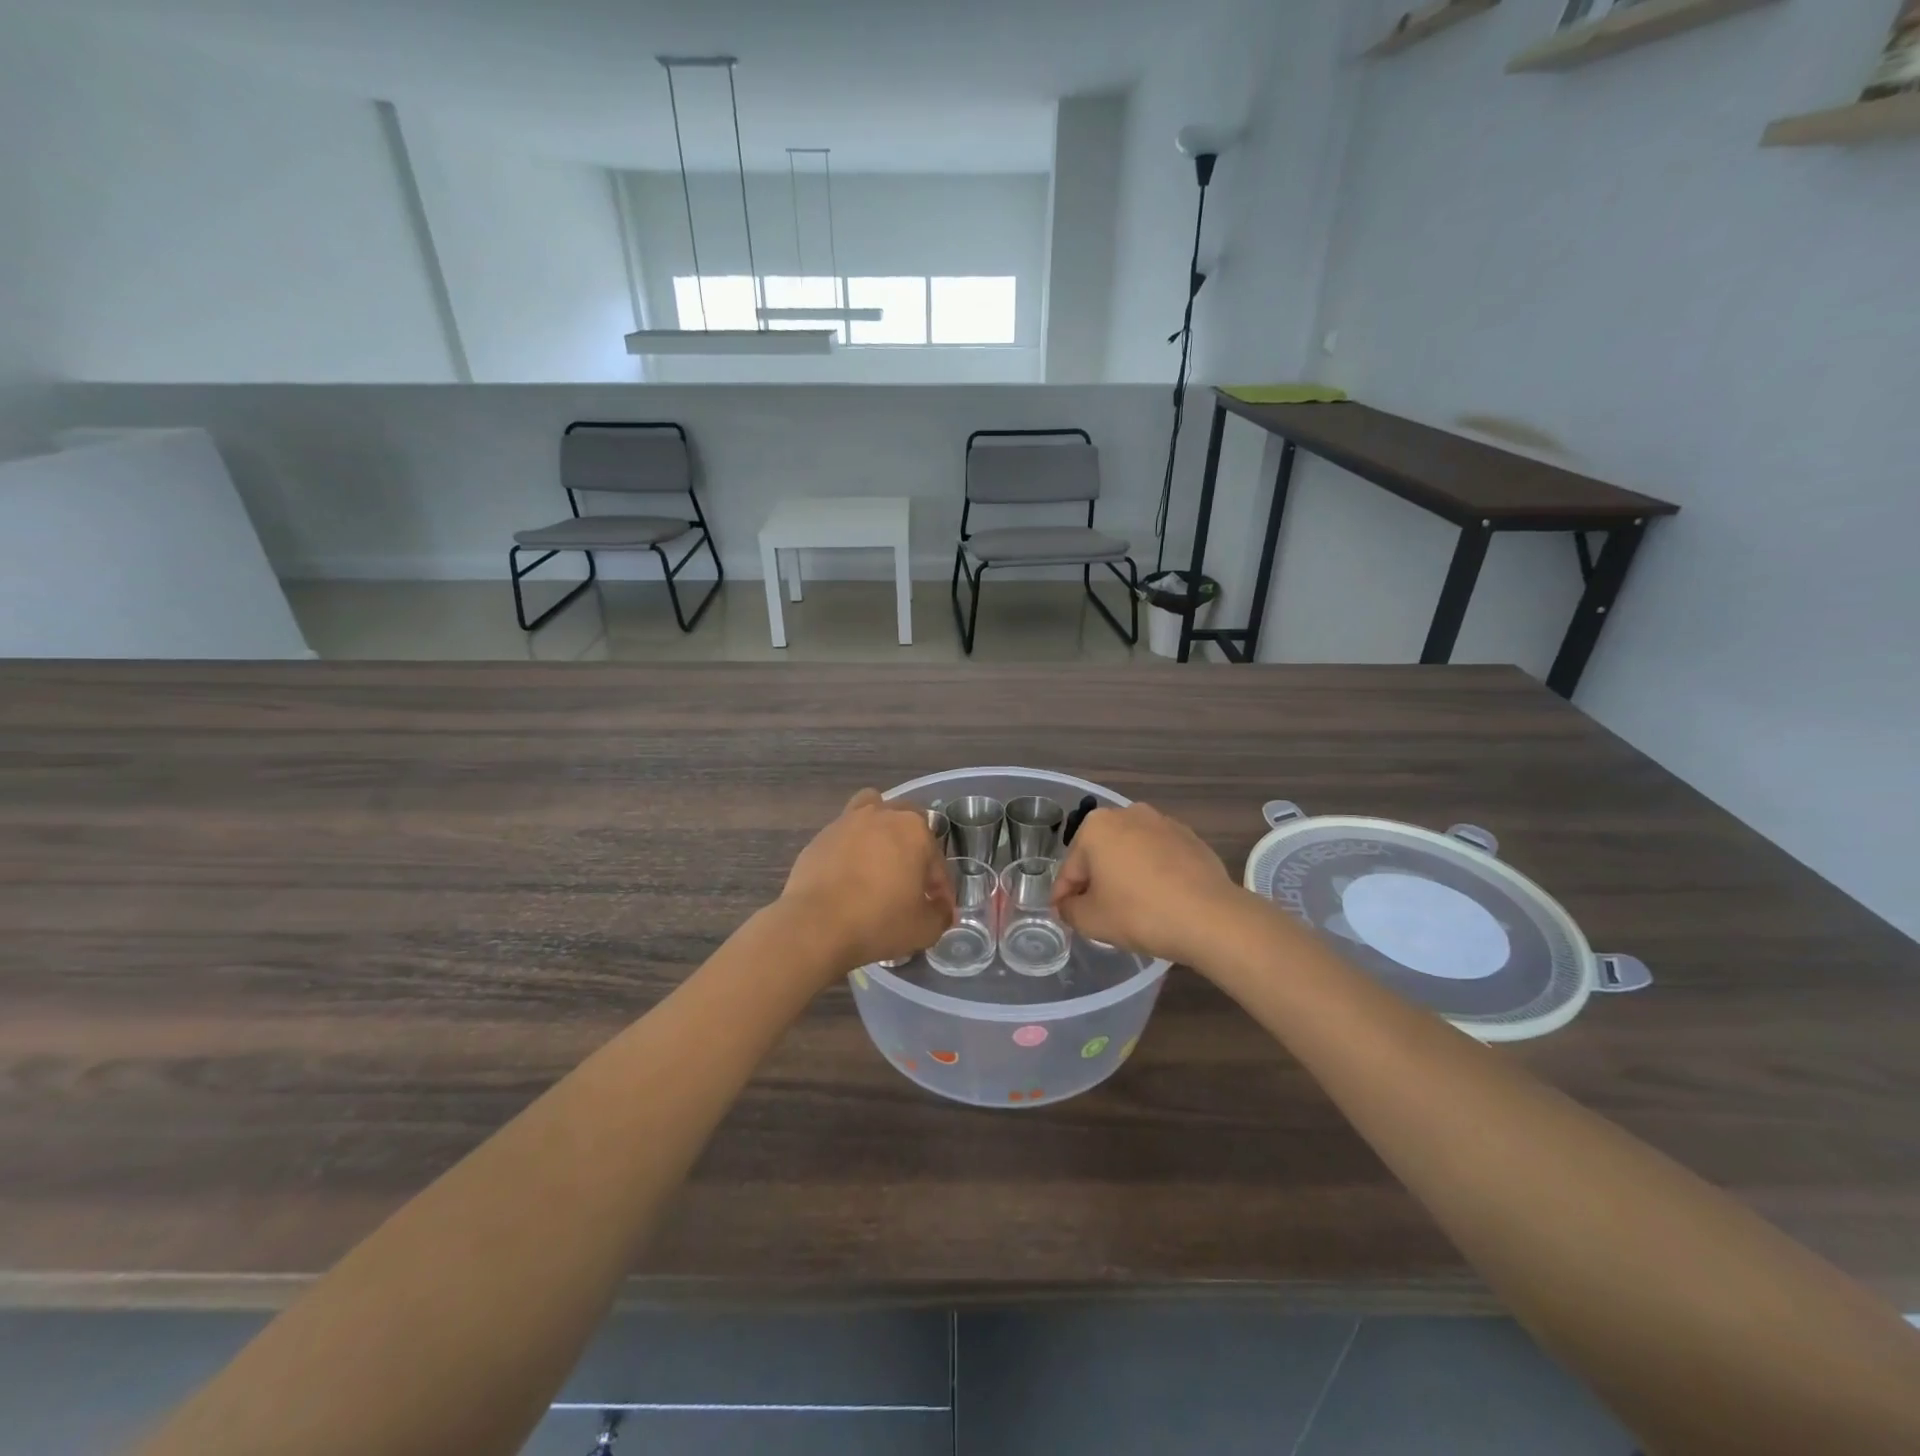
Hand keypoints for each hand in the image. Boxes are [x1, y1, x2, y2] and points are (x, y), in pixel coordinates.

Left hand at [779, 789, 954, 979]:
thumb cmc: (879, 922)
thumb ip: (940, 914)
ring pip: (870, 813)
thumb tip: (941, 908)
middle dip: (912, 846)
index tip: (937, 908)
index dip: (940, 887)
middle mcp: (881, 815)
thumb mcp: (925, 928)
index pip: (936, 859)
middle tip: (909, 880)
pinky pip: (843, 837)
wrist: (815, 926)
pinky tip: (848, 878)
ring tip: (877, 864)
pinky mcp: (819, 838)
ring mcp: (846, 823)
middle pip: (905, 821)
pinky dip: (850, 850)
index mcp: (914, 830)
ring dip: (878, 832)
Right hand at [1050, 803, 1247, 967]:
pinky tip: (1159, 900)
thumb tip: (1068, 905)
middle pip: (1100, 854)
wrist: (1209, 917)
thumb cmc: (1139, 913)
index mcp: (1096, 826)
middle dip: (1096, 881)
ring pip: (1131, 853)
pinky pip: (1159, 857)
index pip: (1070, 868)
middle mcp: (1128, 814)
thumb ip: (1069, 910)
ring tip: (1129, 908)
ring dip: (1125, 874)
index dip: (1064, 896)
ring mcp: (1164, 823)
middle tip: (1096, 913)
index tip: (1064, 915)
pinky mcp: (1191, 838)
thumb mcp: (1090, 920)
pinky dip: (1153, 874)